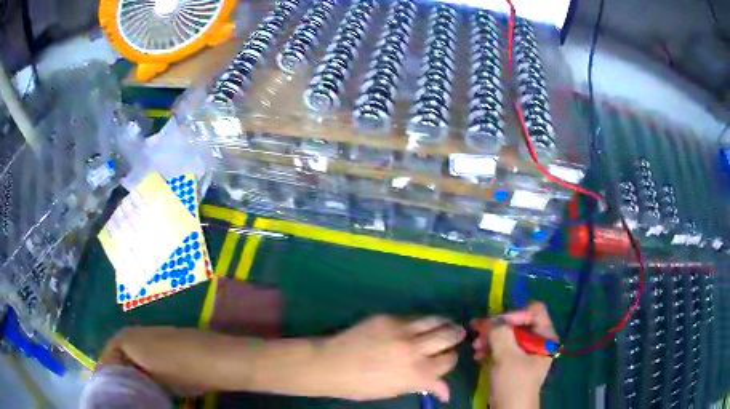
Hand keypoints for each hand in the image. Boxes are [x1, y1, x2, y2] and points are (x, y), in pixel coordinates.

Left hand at [313, 315, 464, 401]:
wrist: (331, 365)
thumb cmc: (362, 386)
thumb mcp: (396, 391)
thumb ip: (424, 387)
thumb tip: (446, 394)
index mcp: (418, 373)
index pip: (448, 361)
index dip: (450, 359)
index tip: (448, 357)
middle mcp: (415, 350)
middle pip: (448, 336)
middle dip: (456, 336)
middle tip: (457, 335)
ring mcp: (401, 331)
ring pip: (435, 320)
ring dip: (444, 323)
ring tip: (446, 324)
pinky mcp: (388, 318)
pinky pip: (413, 317)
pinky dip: (421, 321)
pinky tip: (419, 324)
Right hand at [471, 302, 557, 408]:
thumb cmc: (514, 383)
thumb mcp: (508, 357)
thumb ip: (501, 333)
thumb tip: (491, 320)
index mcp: (545, 337)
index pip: (534, 311)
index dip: (515, 314)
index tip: (496, 324)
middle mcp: (538, 341)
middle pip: (519, 322)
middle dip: (497, 328)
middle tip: (478, 333)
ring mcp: (526, 352)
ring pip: (508, 335)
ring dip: (491, 338)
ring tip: (476, 347)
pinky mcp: (515, 362)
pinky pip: (503, 347)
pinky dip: (491, 348)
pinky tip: (478, 355)